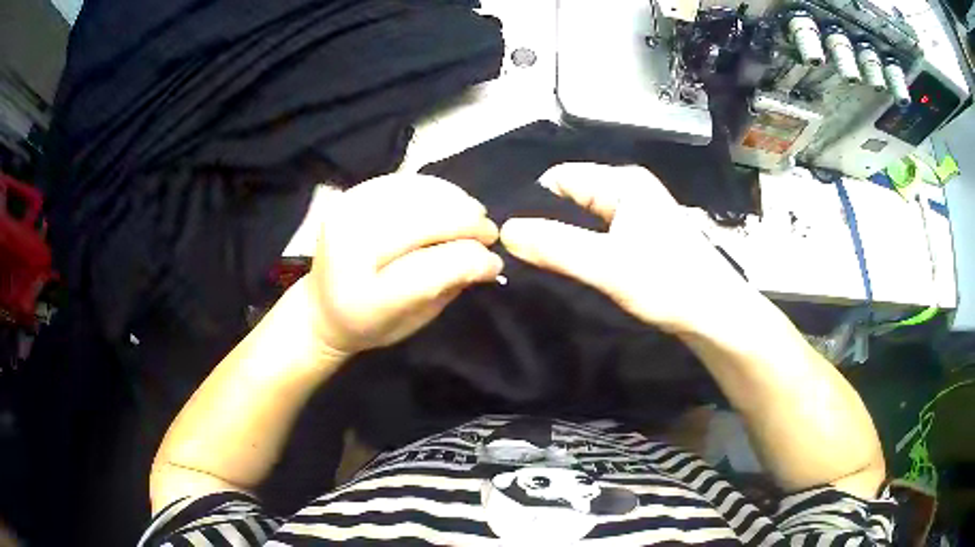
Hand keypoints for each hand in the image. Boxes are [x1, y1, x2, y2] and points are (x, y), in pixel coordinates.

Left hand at [308, 174, 502, 355]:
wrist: (322, 307)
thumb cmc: (371, 323)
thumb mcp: (414, 319)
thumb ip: (449, 286)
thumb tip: (489, 258)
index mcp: (365, 295)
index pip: (431, 269)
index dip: (471, 260)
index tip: (495, 262)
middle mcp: (349, 248)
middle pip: (424, 222)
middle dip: (467, 224)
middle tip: (489, 233)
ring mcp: (346, 214)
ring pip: (416, 195)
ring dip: (455, 202)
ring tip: (474, 215)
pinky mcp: (349, 196)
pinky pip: (402, 182)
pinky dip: (434, 189)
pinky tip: (449, 201)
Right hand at [500, 163, 750, 333]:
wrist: (716, 316)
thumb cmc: (670, 284)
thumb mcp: (609, 266)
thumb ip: (556, 247)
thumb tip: (505, 231)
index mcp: (622, 183)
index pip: (559, 178)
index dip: (532, 203)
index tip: (510, 237)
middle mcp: (628, 190)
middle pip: (570, 197)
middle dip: (546, 222)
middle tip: (520, 256)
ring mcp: (636, 213)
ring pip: (583, 218)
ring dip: (563, 238)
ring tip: (539, 265)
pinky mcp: (640, 237)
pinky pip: (598, 234)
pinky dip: (581, 248)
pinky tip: (570, 269)